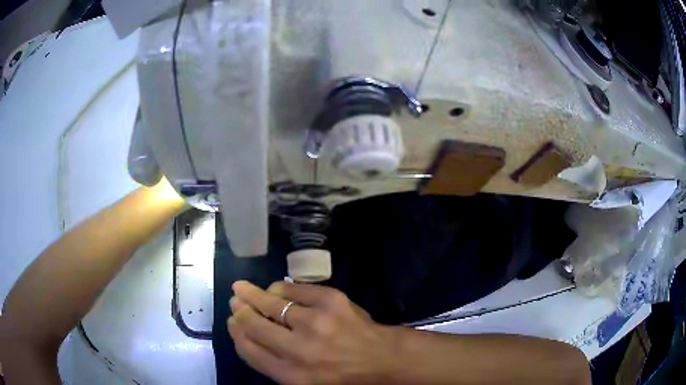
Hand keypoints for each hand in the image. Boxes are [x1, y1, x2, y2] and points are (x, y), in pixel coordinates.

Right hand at [228, 281, 395, 384]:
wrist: (382, 359)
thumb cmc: (342, 376)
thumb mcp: (305, 384)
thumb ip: (275, 365)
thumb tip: (248, 336)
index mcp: (292, 376)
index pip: (249, 350)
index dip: (236, 333)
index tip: (231, 322)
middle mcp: (299, 350)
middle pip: (255, 325)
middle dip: (239, 311)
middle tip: (234, 300)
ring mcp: (315, 322)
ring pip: (271, 303)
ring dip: (253, 294)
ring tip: (242, 288)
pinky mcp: (331, 300)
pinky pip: (293, 288)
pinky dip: (280, 288)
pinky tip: (275, 289)